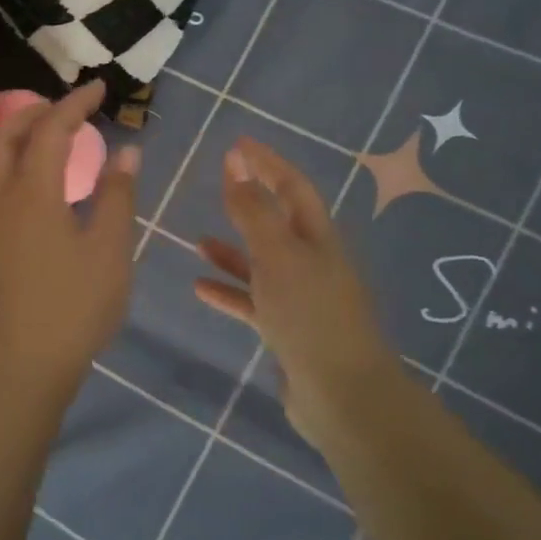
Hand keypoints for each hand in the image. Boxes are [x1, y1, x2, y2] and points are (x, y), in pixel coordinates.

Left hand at [0, 81, 139, 385]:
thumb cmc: (75, 306)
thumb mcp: (111, 249)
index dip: (75, 104)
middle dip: (35, 112)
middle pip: (6, 137)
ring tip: (33, 135)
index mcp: (34, 191)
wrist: (23, 365)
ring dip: (7, 138)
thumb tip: (128, 151)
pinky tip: (0, 190)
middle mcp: (1, 198)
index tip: (100, 89)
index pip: (51, 130)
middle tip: (66, 107)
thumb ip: (118, 195)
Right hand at [192, 138, 395, 446]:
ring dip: (233, 250)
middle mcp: (312, 262)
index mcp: (317, 238)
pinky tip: (200, 288)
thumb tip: (237, 165)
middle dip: (250, 200)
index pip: (292, 187)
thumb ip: (254, 212)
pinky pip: (253, 302)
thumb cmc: (309, 315)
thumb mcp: (277, 255)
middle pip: (278, 221)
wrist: (342, 395)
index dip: (267, 163)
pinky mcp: (288, 331)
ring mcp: (301, 299)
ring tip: (198, 240)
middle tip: (220, 180)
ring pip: (262, 264)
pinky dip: (229, 291)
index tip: (238, 144)